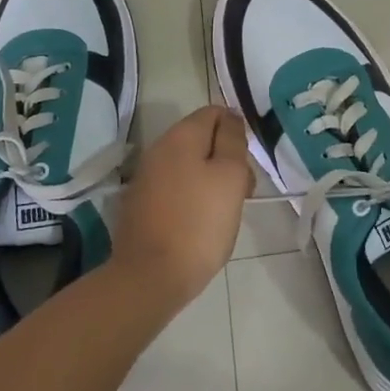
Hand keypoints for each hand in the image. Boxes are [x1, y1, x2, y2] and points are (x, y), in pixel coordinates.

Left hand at [112, 106, 252, 308]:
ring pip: (189, 166)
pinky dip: (192, 198)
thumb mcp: (230, 176)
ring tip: (226, 213)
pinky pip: (175, 188)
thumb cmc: (199, 223)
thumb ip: (232, 141)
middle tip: (243, 192)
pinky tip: (201, 224)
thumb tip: (230, 117)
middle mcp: (159, 149)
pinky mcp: (141, 205)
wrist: (149, 278)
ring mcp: (146, 178)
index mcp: (180, 136)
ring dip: (211, 181)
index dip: (237, 131)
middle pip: (202, 140)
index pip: (214, 112)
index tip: (248, 162)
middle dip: (226, 159)